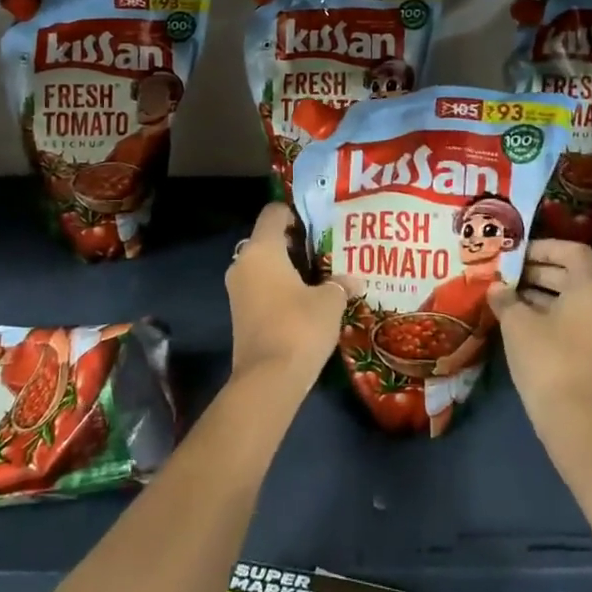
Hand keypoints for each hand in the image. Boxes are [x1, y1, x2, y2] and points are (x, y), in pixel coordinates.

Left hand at [225, 203, 347, 399]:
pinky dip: (279, 288)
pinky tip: (305, 300)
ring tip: (319, 275)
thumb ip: (340, 283)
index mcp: (262, 249)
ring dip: (287, 268)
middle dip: (295, 242)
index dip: (295, 212)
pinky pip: (260, 288)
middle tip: (325, 248)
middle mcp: (243, 263)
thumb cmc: (299, 326)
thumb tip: (354, 279)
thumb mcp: (330, 302)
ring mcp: (237, 290)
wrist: (268, 379)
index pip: (274, 213)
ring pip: (263, 266)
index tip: (318, 221)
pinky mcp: (239, 314)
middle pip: (268, 239)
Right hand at [490, 239, 591, 443]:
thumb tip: (496, 288)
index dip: (545, 247)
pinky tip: (517, 322)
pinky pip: (570, 321)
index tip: (517, 254)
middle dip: (537, 270)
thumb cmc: (546, 357)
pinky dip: (546, 314)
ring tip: (505, 296)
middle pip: (571, 274)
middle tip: (505, 273)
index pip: (574, 251)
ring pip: (569, 299)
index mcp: (590, 289)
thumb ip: (505, 298)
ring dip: (538, 293)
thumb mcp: (517, 323)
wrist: (574, 417)